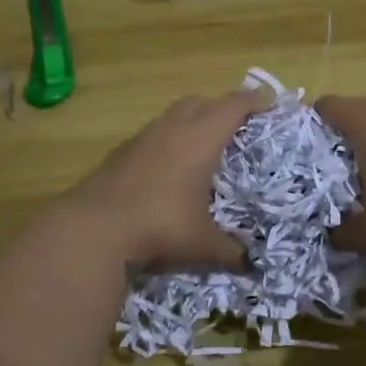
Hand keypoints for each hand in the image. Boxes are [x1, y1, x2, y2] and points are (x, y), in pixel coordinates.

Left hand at [67, 91, 263, 266]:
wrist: (96, 227)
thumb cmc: (160, 226)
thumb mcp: (202, 243)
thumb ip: (230, 251)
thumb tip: (251, 265)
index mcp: (201, 138)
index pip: (234, 106)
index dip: (254, 101)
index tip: (269, 103)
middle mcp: (174, 128)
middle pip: (203, 101)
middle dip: (222, 107)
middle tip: (237, 126)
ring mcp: (145, 136)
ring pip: (175, 114)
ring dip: (192, 120)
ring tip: (203, 144)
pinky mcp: (123, 149)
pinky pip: (154, 133)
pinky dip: (168, 139)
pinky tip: (169, 166)